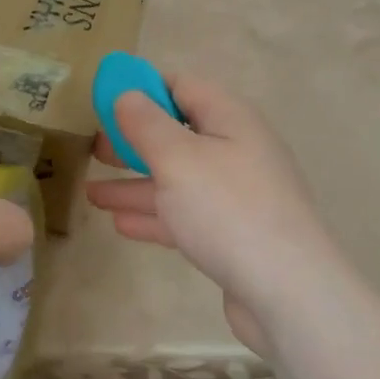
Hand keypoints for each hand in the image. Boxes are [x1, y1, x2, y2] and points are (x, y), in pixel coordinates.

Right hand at [85, 72, 344, 353]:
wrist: (288, 292)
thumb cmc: (227, 210)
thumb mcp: (178, 158)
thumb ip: (147, 124)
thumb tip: (128, 94)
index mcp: (230, 119)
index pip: (183, 86)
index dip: (143, 88)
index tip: (103, 100)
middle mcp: (236, 151)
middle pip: (178, 134)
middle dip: (133, 140)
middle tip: (93, 148)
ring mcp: (236, 196)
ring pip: (177, 179)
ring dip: (135, 183)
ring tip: (91, 192)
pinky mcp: (232, 234)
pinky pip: (185, 215)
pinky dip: (154, 215)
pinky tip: (120, 224)